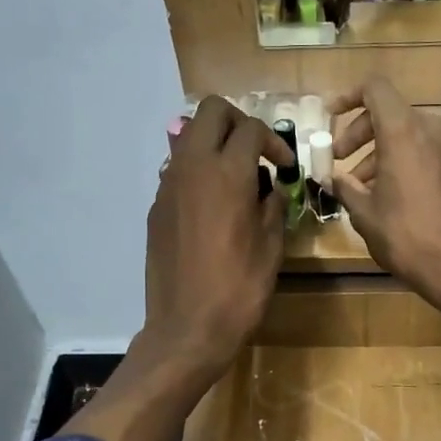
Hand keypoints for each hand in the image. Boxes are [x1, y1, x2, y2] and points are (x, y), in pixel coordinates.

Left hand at [144, 96, 287, 376]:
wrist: (187, 328)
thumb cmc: (239, 290)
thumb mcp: (271, 248)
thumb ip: (273, 207)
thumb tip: (270, 189)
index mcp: (228, 174)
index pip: (251, 128)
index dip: (274, 141)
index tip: (285, 167)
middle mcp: (193, 168)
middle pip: (211, 112)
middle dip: (238, 122)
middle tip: (256, 152)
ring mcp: (168, 186)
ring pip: (187, 136)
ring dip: (213, 143)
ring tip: (234, 177)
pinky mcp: (156, 208)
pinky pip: (176, 170)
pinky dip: (196, 172)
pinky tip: (211, 206)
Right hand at [327, 78, 440, 308]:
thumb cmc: (406, 237)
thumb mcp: (364, 213)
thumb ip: (345, 187)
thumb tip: (333, 178)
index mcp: (403, 131)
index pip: (374, 89)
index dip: (348, 97)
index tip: (329, 117)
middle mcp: (430, 130)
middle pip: (389, 113)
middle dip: (359, 133)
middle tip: (339, 161)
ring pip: (407, 134)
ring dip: (379, 152)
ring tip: (359, 186)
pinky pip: (424, 151)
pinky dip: (401, 161)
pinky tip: (388, 195)